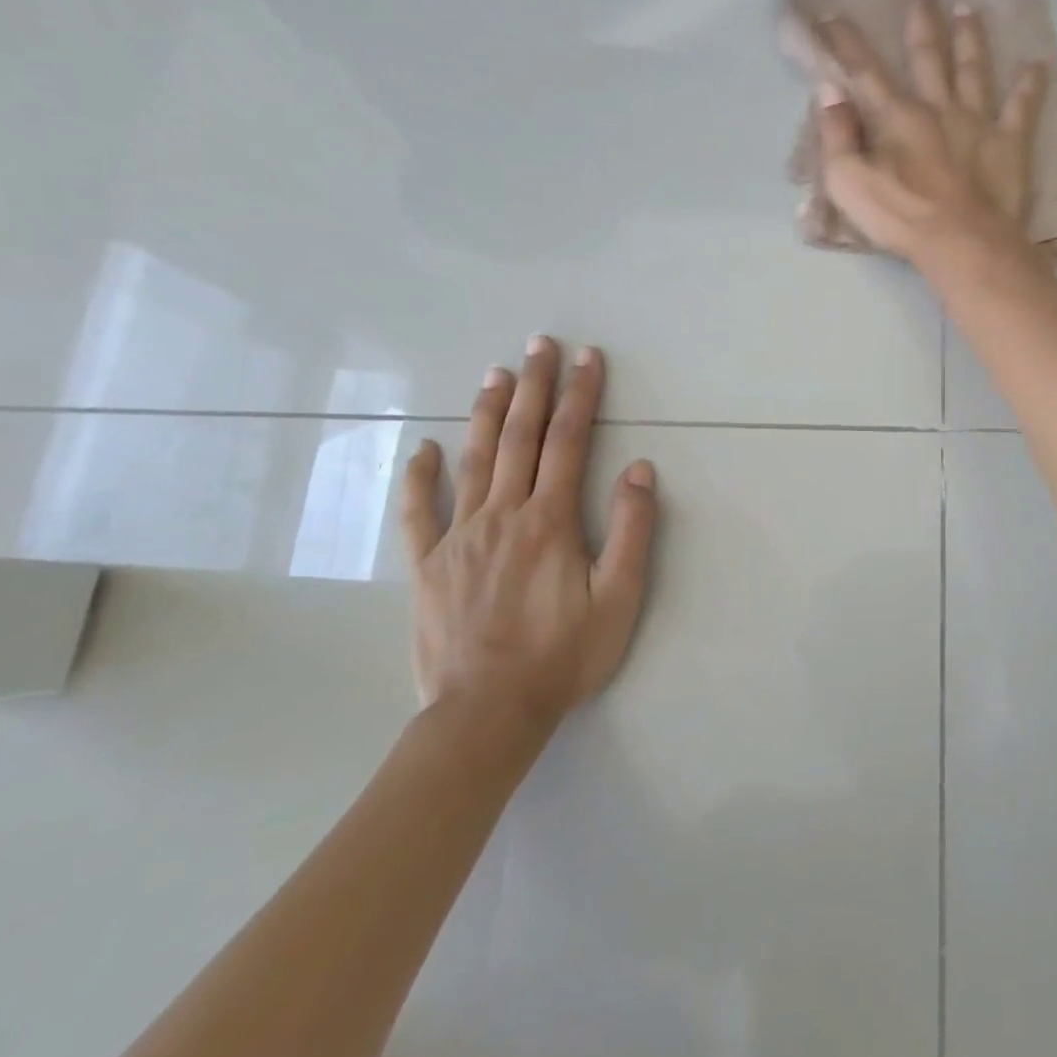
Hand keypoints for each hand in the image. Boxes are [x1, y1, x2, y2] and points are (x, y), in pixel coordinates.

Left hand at [399, 335, 658, 731]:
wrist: (488, 713)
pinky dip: (420, 477)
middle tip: (539, 344)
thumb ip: (631, 530)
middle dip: (534, 386)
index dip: (580, 395)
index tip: (587, 358)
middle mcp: (503, 515)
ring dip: (486, 412)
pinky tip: (423, 449)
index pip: (568, 441)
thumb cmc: (564, 655)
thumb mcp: (620, 597)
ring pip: (473, 460)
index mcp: (551, 520)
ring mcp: (458, 537)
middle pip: (519, 437)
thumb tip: (637, 469)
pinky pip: (419, 512)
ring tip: (496, 373)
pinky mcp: (428, 565)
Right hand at [816, 0, 1047, 261]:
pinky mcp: (1009, 143)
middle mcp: (938, 108)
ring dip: (970, 38)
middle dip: (922, 23)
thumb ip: (837, 136)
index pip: (865, 72)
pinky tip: (1037, 65)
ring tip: (968, 10)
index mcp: (897, 118)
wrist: (962, 242)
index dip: (846, 42)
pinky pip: (1022, 108)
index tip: (832, 13)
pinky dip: (1030, 86)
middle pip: (928, 57)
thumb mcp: (849, 183)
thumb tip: (829, 90)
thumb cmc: (901, 217)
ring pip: (973, 70)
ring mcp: (977, 122)